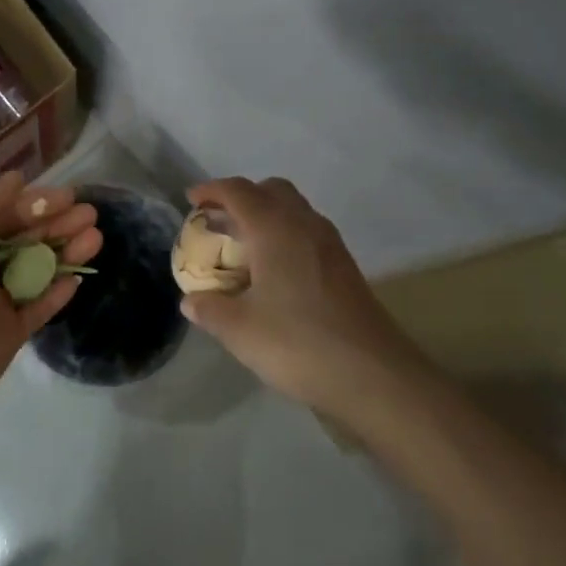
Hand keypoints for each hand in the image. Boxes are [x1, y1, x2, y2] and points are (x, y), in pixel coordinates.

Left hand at [0, 172, 101, 402]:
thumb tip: (17, 178)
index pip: (5, 214)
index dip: (37, 203)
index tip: (69, 195)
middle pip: (26, 240)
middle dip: (58, 225)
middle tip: (91, 215)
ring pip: (37, 272)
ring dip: (65, 253)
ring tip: (95, 238)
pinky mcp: (10, 333)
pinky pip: (39, 308)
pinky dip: (58, 292)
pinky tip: (79, 277)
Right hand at [179, 177, 409, 411]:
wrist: (374, 375)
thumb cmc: (298, 343)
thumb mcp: (240, 330)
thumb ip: (210, 310)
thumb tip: (191, 301)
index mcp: (274, 229)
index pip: (238, 191)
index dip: (211, 190)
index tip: (191, 200)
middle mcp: (304, 225)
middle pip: (271, 190)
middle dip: (242, 198)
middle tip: (219, 221)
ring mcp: (330, 245)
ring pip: (293, 210)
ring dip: (266, 216)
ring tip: (243, 247)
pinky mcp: (344, 266)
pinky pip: (307, 233)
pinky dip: (284, 236)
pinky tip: (273, 273)